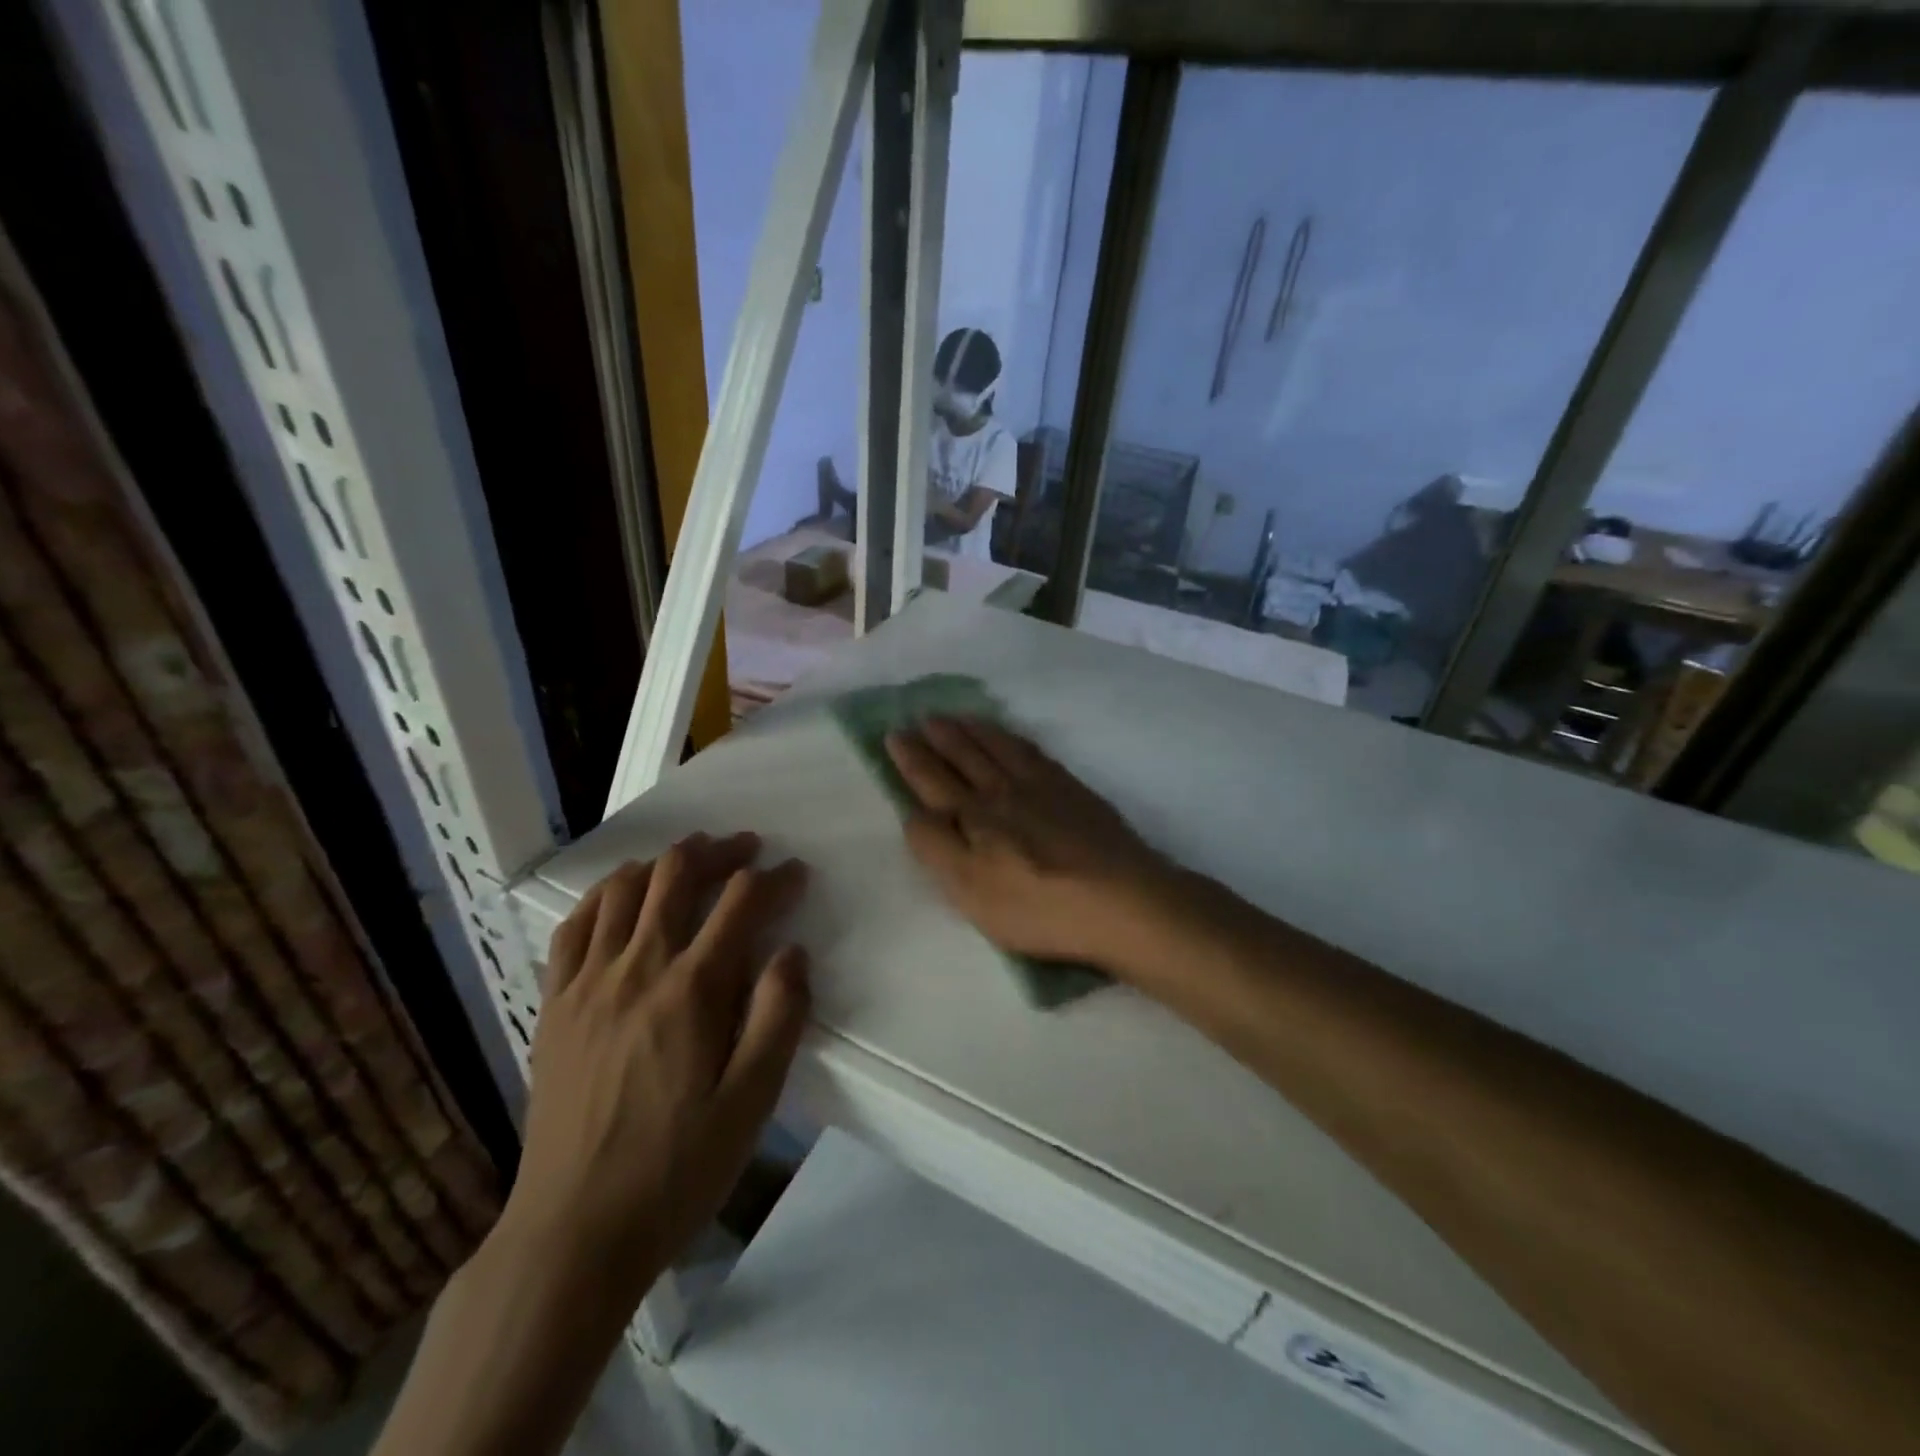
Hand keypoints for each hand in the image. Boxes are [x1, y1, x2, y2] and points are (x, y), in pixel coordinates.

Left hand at [503, 833, 809, 1304]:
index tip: (797, 873)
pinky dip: (603, 895)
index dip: (775, 878)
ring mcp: (587, 983)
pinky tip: (620, 896)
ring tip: (689, 858)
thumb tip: (791, 951)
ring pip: (623, 889)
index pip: (741, 903)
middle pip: (677, 876)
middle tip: (746, 848)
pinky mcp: (554, 1005)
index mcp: (692, 990)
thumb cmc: (677, 1168)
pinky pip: (574, 925)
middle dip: (719, 851)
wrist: (574, 1232)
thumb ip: (779, 1017)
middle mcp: (637, 969)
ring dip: (663, 862)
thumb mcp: (752, 1102)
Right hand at [884, 717, 1180, 969]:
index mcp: (974, 816)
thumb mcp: (970, 890)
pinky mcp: (1073, 791)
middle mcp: (1003, 791)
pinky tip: (1011, 737)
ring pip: (998, 747)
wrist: (1122, 899)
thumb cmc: (1038, 906)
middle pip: (965, 756)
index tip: (896, 733)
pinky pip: (1033, 751)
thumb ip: (936, 848)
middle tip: (922, 715)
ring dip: (974, 730)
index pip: (933, 780)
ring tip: (958, 716)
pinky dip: (1013, 738)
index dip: (912, 758)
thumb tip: (914, 812)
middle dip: (940, 736)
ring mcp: (1042, 786)